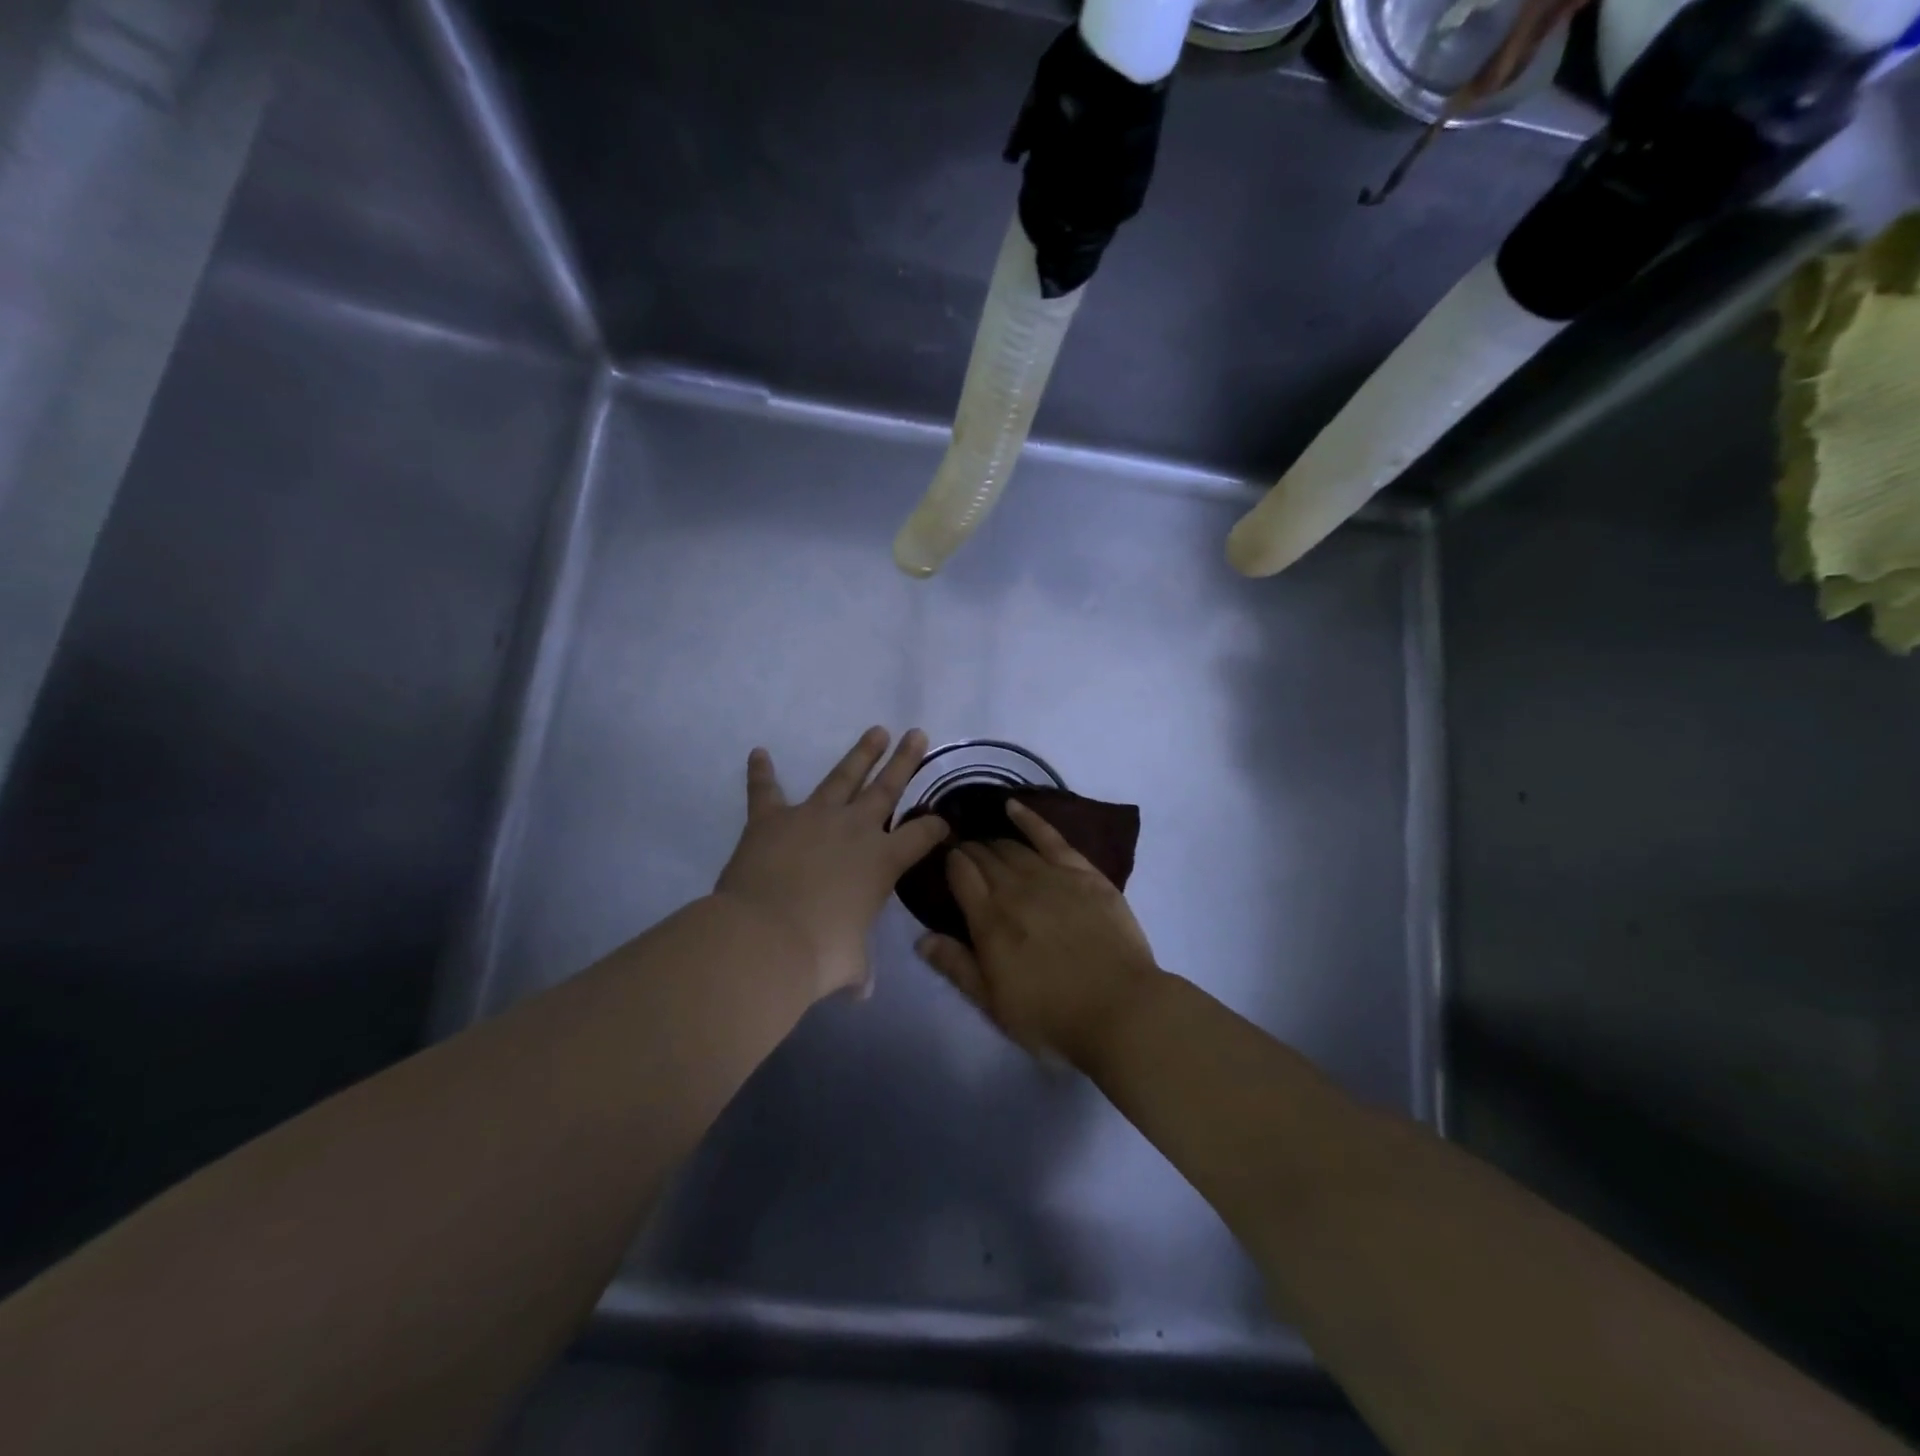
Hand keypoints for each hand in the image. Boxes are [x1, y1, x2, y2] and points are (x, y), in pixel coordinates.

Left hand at [716, 726, 947, 1000]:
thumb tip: (861, 991)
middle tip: (917, 733)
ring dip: (860, 753)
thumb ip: (858, 970)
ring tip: (876, 731)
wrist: (766, 939)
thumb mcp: (849, 965)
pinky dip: (761, 772)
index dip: (936, 827)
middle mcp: (855, 829)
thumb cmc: (820, 954)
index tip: (944, 820)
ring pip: (842, 775)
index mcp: (883, 862)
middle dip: (905, 760)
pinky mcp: (771, 819)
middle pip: (887, 787)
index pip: (922, 836)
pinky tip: (758, 753)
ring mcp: (813, 817)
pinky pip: (766, 790)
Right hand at [915, 799, 1162, 1068]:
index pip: (960, 874)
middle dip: (969, 850)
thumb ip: (957, 967)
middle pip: (984, 857)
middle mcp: (1015, 889)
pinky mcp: (1084, 873)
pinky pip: (1051, 837)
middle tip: (962, 852)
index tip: (944, 860)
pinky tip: (1013, 807)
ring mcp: (1052, 876)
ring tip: (985, 843)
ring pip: (1013, 847)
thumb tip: (921, 939)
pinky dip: (1029, 819)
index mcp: (989, 920)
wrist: (1121, 1009)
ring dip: (994, 842)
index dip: (949, 862)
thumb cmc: (1052, 1015)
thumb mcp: (994, 1004)